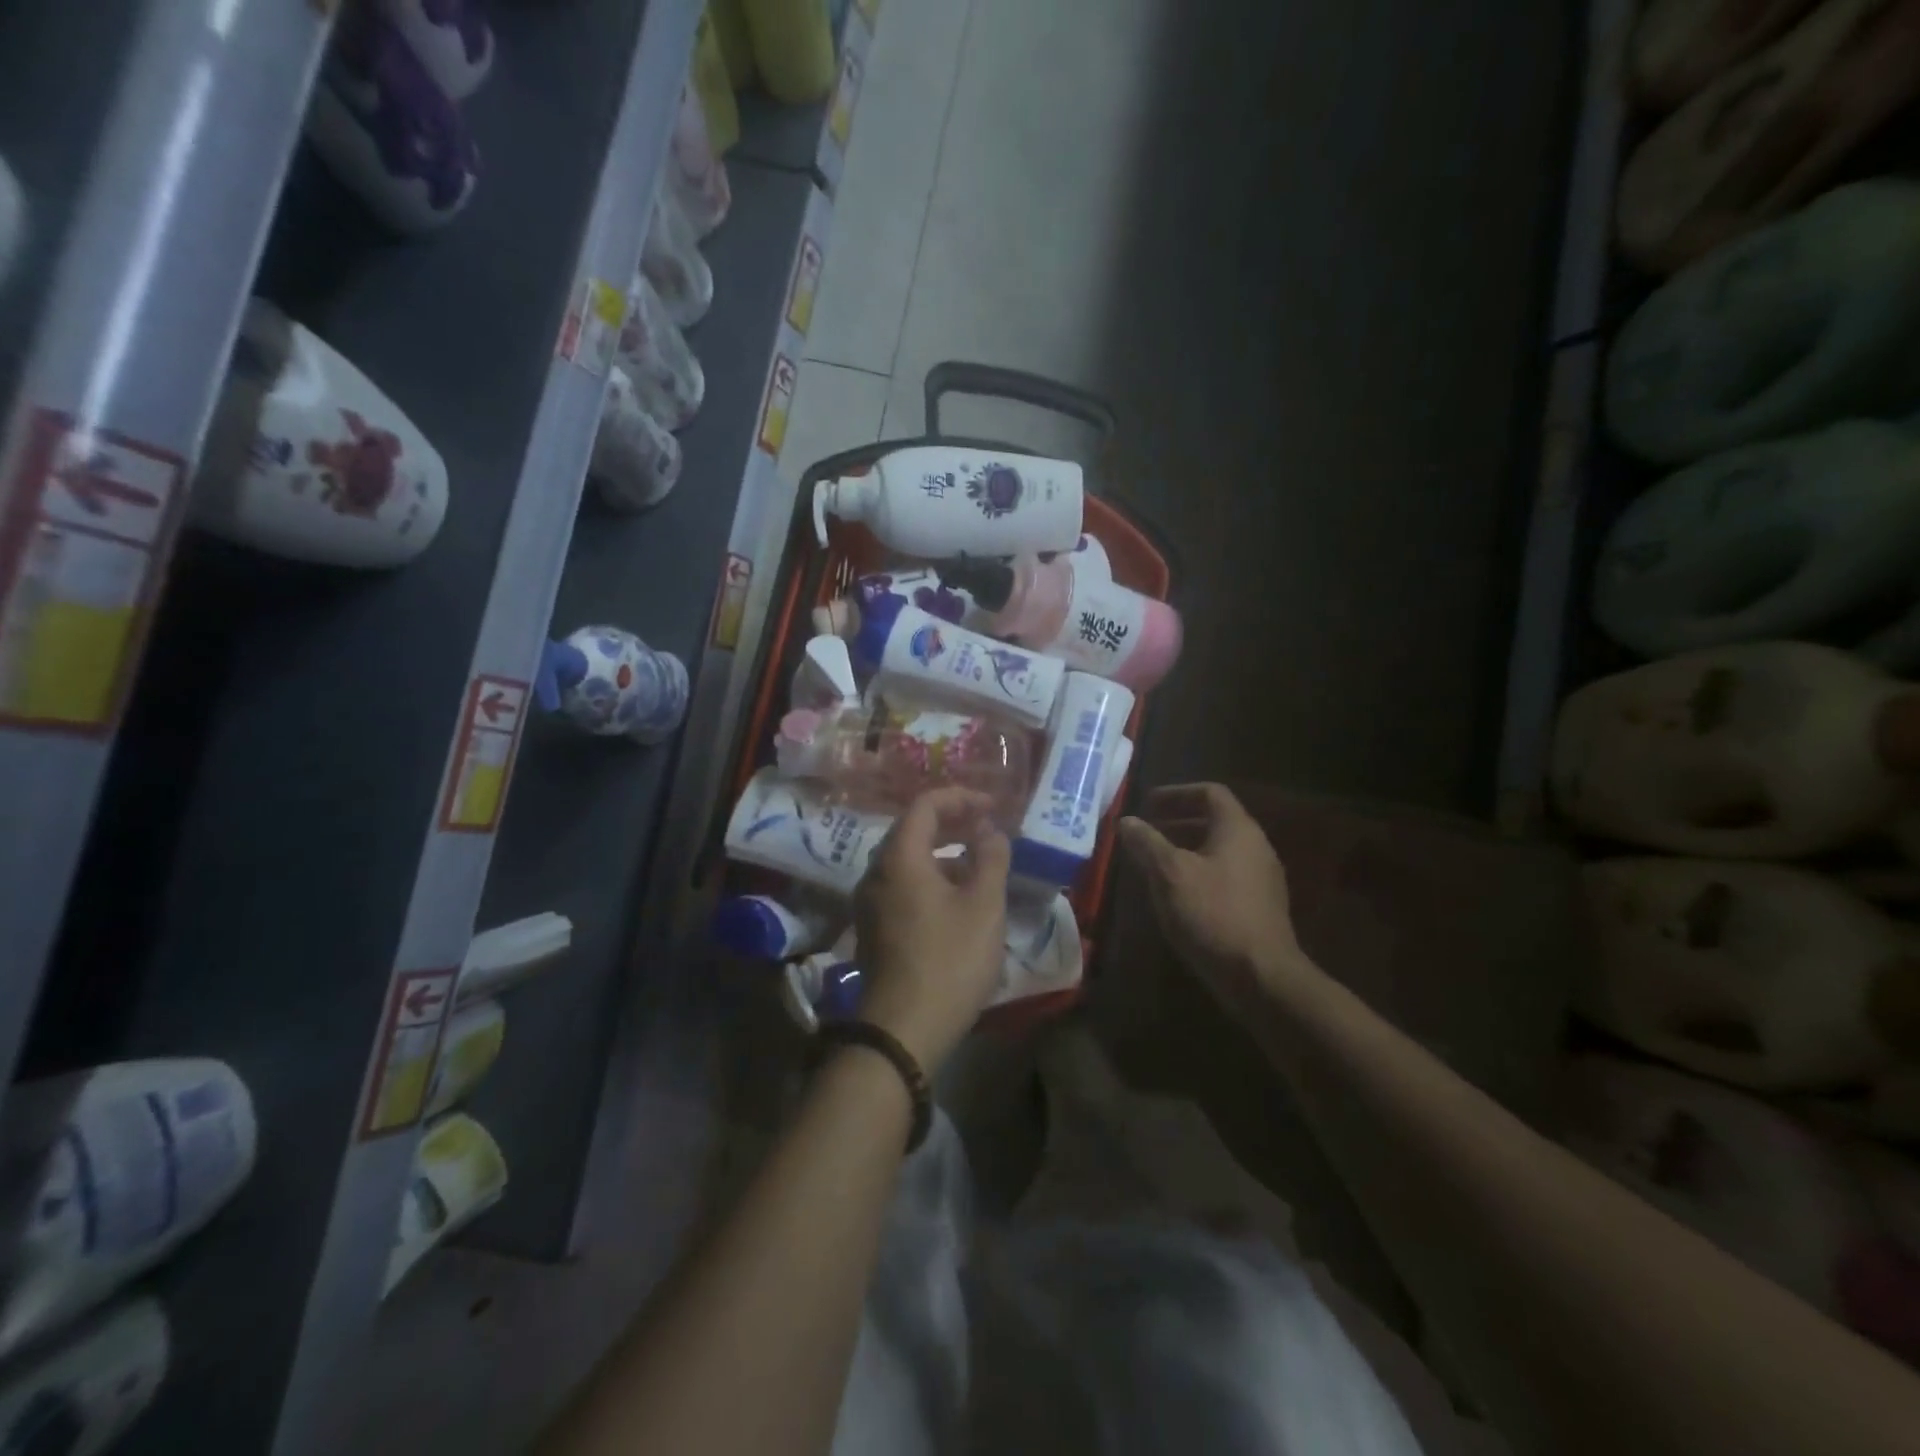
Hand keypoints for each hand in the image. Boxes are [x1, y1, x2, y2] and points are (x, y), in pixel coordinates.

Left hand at [853, 787, 1010, 1069]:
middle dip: (952, 823)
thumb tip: (989, 830)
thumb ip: (990, 857)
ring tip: (979, 865)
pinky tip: (957, 900)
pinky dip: (930, 878)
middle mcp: (876, 872)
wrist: (903, 1030)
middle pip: (912, 830)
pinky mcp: (873, 927)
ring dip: (943, 853)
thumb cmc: (949, 960)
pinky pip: (902, 885)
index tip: (993, 808)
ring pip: (907, 860)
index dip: (961, 798)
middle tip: (987, 829)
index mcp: (899, 858)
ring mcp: (869, 902)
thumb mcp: (983, 905)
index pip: (925, 805)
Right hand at [1118, 783, 1310, 1000]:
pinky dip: (1198, 874)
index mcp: (1238, 830)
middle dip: (1177, 822)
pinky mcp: (1260, 908)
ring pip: (1219, 851)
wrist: (1261, 977)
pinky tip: (1177, 896)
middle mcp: (1256, 847)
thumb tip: (1127, 821)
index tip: (1147, 804)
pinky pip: (1225, 876)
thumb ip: (1146, 842)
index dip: (1176, 793)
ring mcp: (1262, 879)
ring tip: (1154, 864)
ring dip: (1186, 850)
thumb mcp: (1169, 874)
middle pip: (1215, 821)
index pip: (1210, 793)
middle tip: (1146, 832)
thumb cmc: (1213, 914)